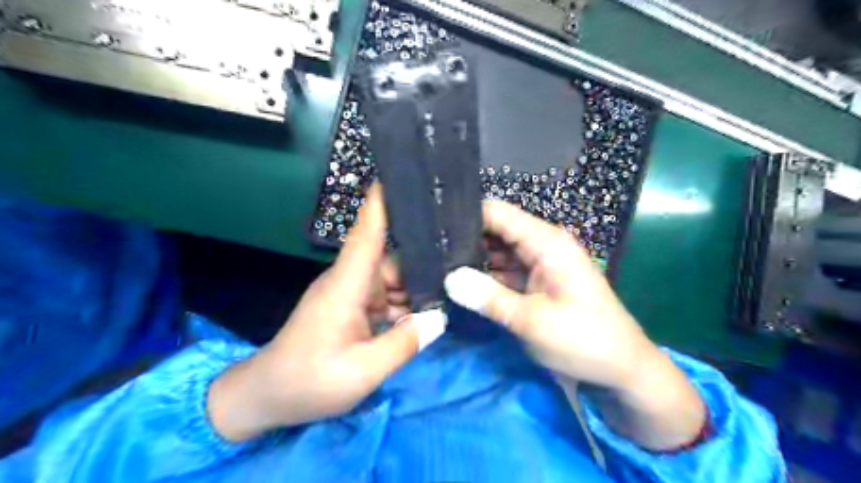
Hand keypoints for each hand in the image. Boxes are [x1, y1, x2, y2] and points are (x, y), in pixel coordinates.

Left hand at [207, 184, 443, 441]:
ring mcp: (350, 294)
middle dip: (424, 259)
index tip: (402, 176)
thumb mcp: (362, 371)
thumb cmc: (308, 382)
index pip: (366, 234)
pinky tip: (429, 309)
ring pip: (392, 279)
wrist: (265, 397)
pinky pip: (385, 296)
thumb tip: (438, 318)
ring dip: (417, 286)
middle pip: (391, 259)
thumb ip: (403, 343)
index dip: (382, 204)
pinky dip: (405, 302)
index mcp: (346, 286)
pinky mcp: (351, 306)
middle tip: (463, 257)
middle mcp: (349, 281)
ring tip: (455, 285)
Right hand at [441, 200, 701, 447]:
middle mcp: (542, 246)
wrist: (622, 370)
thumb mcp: (532, 321)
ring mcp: (539, 265)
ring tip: (435, 263)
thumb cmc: (584, 340)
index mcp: (547, 243)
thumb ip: (488, 297)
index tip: (433, 225)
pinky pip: (505, 271)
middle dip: (465, 238)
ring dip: (472, 258)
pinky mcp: (537, 283)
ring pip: (498, 252)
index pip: (499, 213)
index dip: (467, 215)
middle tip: (428, 249)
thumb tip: (449, 278)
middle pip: (496, 230)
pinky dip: (485, 276)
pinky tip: (458, 281)